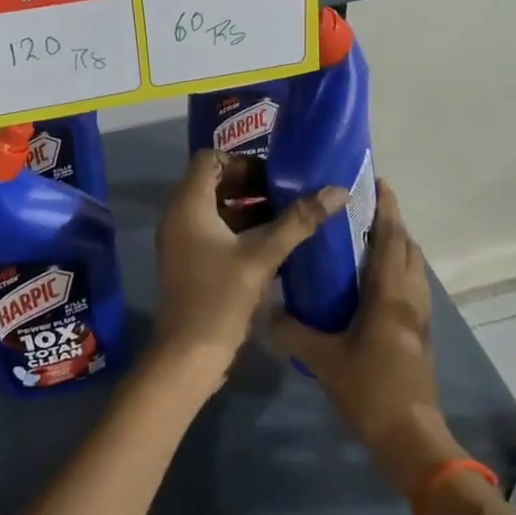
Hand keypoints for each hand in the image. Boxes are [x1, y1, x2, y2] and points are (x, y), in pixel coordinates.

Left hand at [152, 150, 345, 387]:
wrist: (188, 354)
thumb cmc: (220, 298)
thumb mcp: (262, 256)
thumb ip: (298, 221)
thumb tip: (337, 190)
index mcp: (188, 205)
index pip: (209, 159)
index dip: (241, 162)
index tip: (273, 177)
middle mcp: (178, 216)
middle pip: (212, 183)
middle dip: (249, 185)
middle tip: (285, 195)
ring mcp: (181, 241)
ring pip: (214, 209)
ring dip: (247, 208)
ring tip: (286, 218)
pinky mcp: (188, 262)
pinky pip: (212, 232)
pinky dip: (238, 230)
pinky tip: (271, 244)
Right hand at [268, 181, 467, 496]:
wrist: (411, 438)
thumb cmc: (370, 390)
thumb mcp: (324, 360)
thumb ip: (293, 333)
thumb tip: (268, 313)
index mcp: (390, 294)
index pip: (392, 238)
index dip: (388, 208)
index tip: (377, 182)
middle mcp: (410, 297)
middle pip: (407, 247)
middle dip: (391, 222)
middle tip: (361, 208)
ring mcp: (420, 316)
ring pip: (412, 267)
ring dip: (396, 246)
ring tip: (364, 238)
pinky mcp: (419, 334)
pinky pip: (411, 287)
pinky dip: (397, 270)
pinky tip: (371, 282)